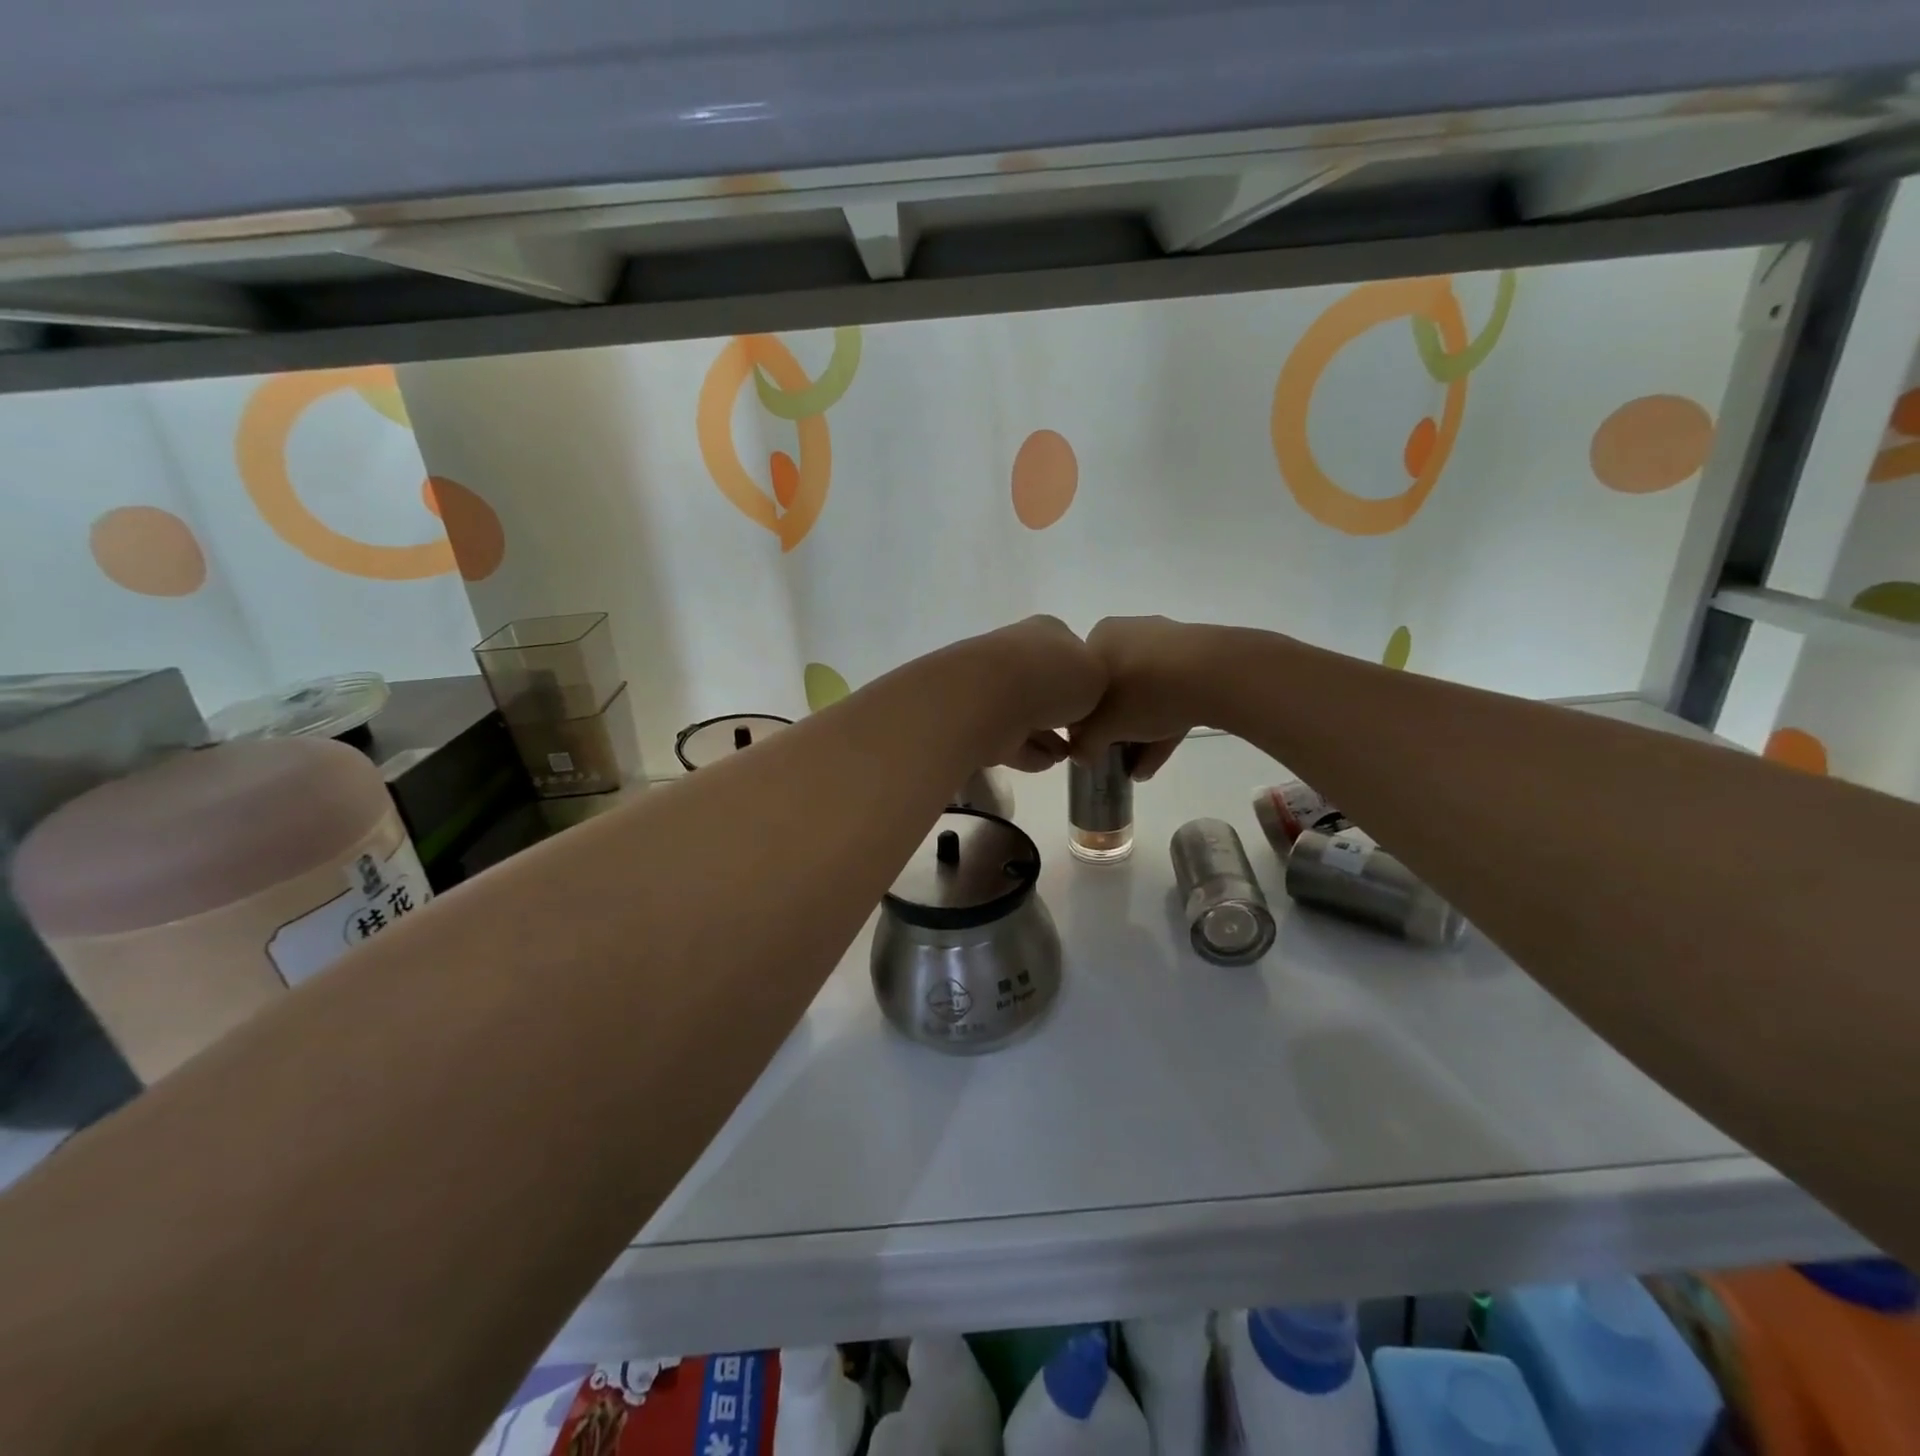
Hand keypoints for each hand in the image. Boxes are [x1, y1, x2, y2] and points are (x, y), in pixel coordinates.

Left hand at [965, 616, 1106, 771]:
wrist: (990, 698)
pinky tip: (1045, 763)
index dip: (1086, 677)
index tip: (1097, 703)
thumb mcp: (1098, 674)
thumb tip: (1082, 696)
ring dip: (1045, 735)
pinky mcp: (977, 720)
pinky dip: (1026, 750)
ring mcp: (992, 687)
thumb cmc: (1052, 678)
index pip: (1072, 651)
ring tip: (1066, 755)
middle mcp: (1017, 653)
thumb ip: (1096, 683)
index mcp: (1047, 632)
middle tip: (1081, 733)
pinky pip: (1009, 738)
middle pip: (1046, 683)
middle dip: (1062, 709)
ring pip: (1025, 712)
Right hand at [1071, 615, 1211, 778]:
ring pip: (1145, 695)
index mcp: (1099, 637)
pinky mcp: (1198, 658)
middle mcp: (1129, 633)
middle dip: (1115, 729)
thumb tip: (1081, 755)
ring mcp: (1167, 643)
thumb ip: (1085, 743)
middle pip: (1114, 690)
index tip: (1089, 745)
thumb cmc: (1143, 693)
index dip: (1083, 719)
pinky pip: (1172, 694)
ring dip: (1140, 734)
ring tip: (1139, 769)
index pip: (1082, 683)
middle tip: (1115, 757)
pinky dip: (1164, 726)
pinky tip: (1158, 761)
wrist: (1215, 674)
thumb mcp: (1103, 727)